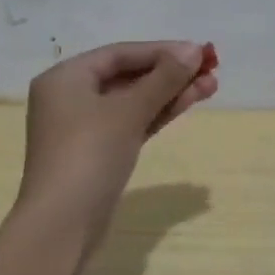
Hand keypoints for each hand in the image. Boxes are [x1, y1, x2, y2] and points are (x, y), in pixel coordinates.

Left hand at [17, 40, 218, 247]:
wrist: (63, 224)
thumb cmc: (89, 155)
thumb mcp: (129, 111)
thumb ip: (164, 78)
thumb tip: (195, 49)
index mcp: (66, 78)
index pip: (121, 54)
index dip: (162, 51)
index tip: (199, 52)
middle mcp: (72, 97)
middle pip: (128, 76)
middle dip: (170, 74)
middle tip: (211, 70)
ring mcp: (85, 128)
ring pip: (134, 101)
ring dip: (170, 93)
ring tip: (211, 86)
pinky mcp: (99, 153)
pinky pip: (132, 122)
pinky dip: (158, 114)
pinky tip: (187, 104)